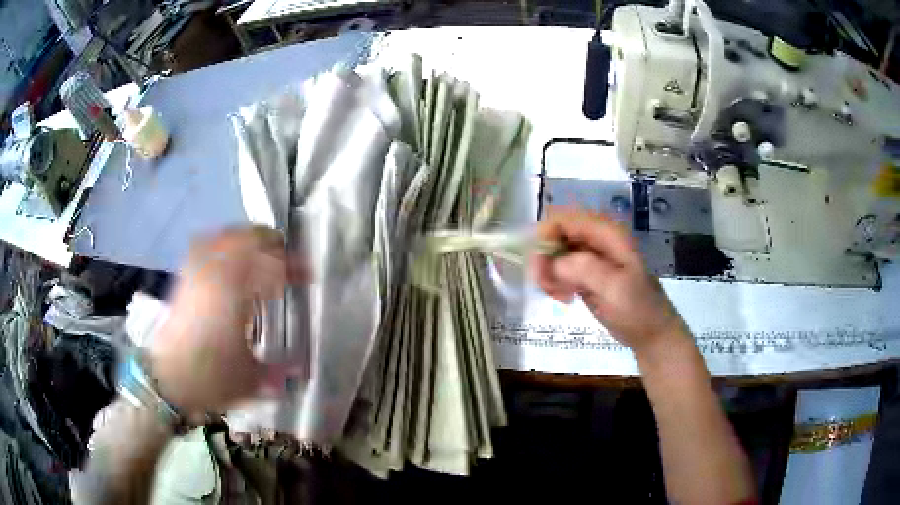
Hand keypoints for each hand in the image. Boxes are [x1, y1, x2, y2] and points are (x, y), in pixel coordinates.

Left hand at [149, 227, 303, 414]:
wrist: (166, 380)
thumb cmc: (209, 378)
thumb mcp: (249, 381)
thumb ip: (277, 371)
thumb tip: (301, 368)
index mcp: (233, 297)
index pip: (267, 265)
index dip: (291, 265)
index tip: (307, 275)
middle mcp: (214, 277)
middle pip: (244, 240)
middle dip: (269, 242)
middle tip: (285, 256)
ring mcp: (196, 275)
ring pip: (222, 238)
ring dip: (244, 239)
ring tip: (259, 251)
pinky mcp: (184, 280)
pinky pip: (203, 247)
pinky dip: (220, 244)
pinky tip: (227, 258)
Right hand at [531, 208, 687, 355]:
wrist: (651, 334)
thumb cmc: (638, 310)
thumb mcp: (615, 288)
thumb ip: (585, 269)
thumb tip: (552, 262)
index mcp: (607, 233)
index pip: (564, 219)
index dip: (545, 237)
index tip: (539, 268)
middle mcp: (597, 238)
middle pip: (555, 234)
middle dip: (545, 258)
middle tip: (546, 286)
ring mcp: (591, 256)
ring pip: (554, 252)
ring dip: (548, 272)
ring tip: (557, 295)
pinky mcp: (586, 273)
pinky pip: (560, 268)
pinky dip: (554, 281)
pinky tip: (564, 298)